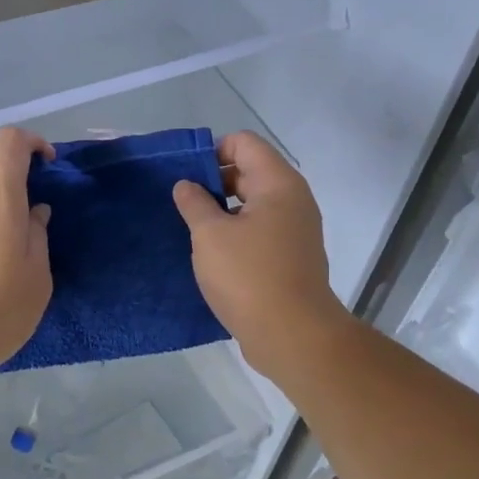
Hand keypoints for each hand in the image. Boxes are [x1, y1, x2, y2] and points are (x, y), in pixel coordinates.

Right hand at [172, 132, 350, 377]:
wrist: (292, 336)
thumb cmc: (249, 276)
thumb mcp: (210, 235)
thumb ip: (194, 203)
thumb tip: (187, 185)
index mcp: (278, 183)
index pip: (244, 143)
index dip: (212, 151)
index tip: (186, 178)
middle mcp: (293, 200)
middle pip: (249, 172)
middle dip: (214, 182)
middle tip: (182, 205)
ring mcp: (295, 230)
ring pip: (253, 205)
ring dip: (222, 212)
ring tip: (192, 230)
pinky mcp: (291, 258)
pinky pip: (259, 231)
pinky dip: (236, 234)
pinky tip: (212, 255)